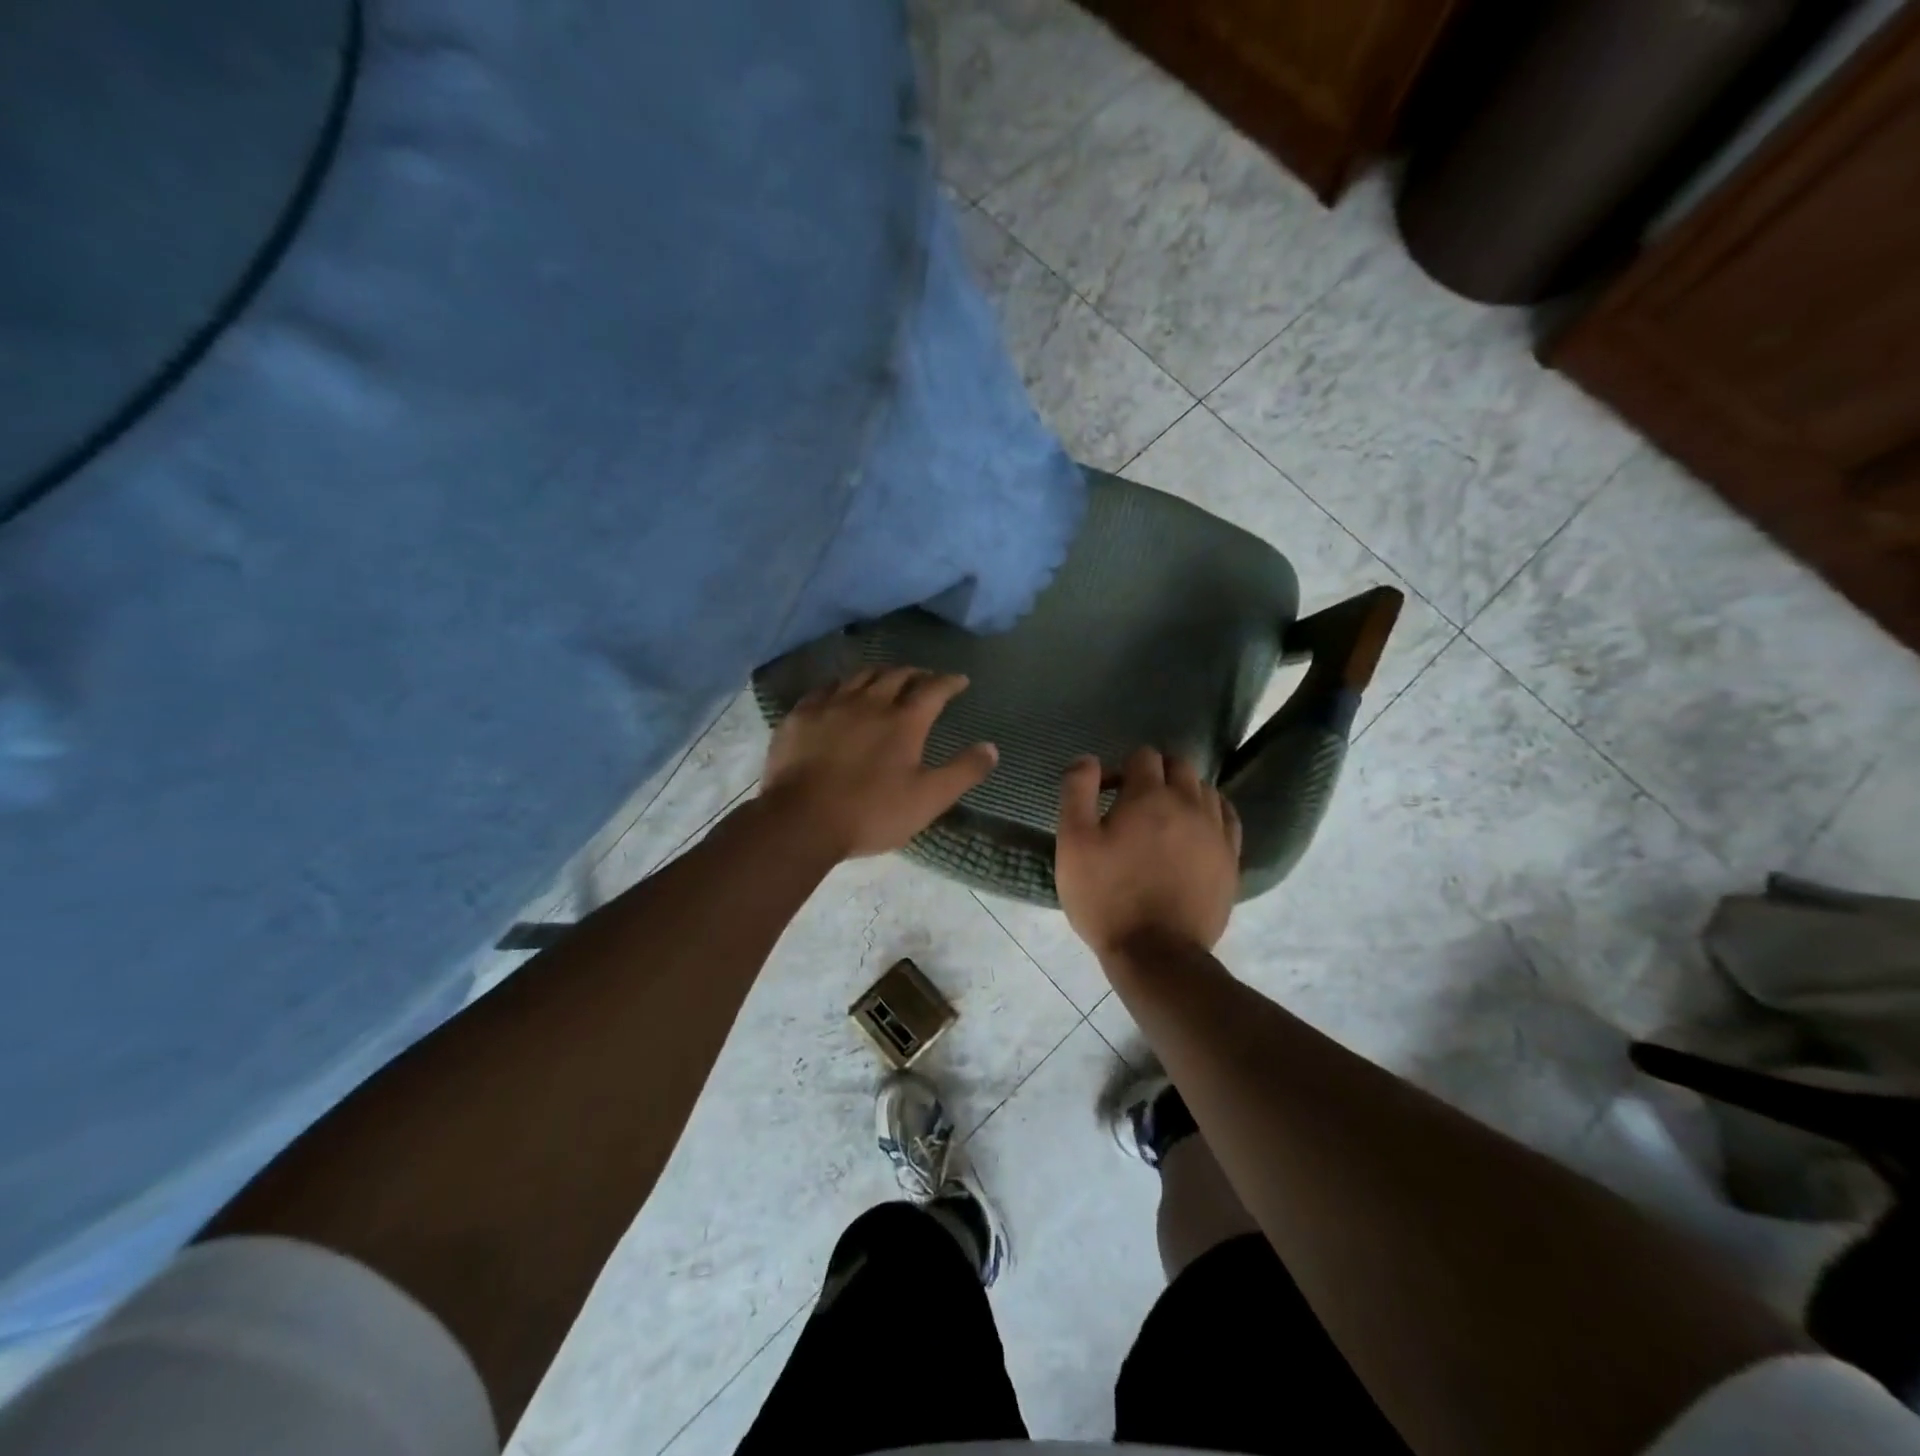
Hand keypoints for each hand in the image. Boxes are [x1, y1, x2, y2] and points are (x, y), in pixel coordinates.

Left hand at [759, 667, 997, 858]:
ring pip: (860, 676)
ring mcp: (831, 705)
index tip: (960, 680)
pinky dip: (841, 685)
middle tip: (924, 678)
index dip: (949, 682)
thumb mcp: (928, 799)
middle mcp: (869, 702)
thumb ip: (963, 772)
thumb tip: (992, 748)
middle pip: (896, 675)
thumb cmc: (871, 812)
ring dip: (880, 674)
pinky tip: (839, 693)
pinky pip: (825, 688)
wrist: (800, 821)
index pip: (933, 689)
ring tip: (886, 679)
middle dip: (915, 674)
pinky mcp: (800, 716)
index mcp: (904, 721)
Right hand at [1055, 748, 1241, 960]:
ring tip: (1162, 819)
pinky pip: (1227, 817)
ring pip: (1204, 789)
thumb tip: (1088, 759)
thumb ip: (1077, 792)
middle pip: (1179, 765)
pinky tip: (1195, 829)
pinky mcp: (1230, 859)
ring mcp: (1216, 831)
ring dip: (1182, 792)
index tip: (1105, 796)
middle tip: (1132, 804)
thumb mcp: (1073, 843)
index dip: (1120, 769)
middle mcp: (1189, 804)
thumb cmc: (1106, 897)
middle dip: (1154, 774)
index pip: (1143, 756)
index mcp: (1149, 796)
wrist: (1157, 954)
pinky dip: (1210, 812)